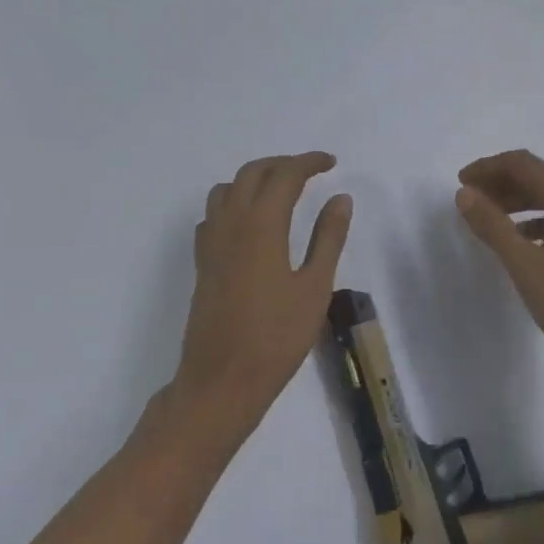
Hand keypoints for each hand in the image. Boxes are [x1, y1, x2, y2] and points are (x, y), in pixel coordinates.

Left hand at [176, 152, 352, 434]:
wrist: (221, 380)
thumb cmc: (276, 338)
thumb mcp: (314, 287)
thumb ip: (328, 238)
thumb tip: (340, 198)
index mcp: (262, 224)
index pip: (285, 174)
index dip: (309, 162)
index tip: (331, 163)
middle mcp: (231, 223)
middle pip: (252, 172)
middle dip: (282, 164)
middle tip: (310, 172)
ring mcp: (211, 242)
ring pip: (227, 189)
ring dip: (254, 179)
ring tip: (280, 193)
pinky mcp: (202, 262)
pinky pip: (213, 215)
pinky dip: (233, 204)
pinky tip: (250, 226)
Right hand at [456, 150, 543, 380]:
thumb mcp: (525, 264)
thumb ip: (492, 225)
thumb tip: (465, 194)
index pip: (524, 165)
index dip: (489, 167)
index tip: (461, 182)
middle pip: (537, 177)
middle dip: (500, 182)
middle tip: (469, 198)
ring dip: (514, 200)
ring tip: (485, 216)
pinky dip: (531, 219)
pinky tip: (515, 238)